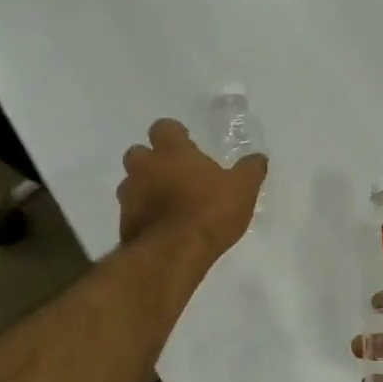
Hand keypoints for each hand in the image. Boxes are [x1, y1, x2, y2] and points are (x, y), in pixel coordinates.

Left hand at [118, 118, 266, 261]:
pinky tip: (161, 228)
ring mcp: (129, 196)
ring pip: (131, 183)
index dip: (174, 134)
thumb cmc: (209, 212)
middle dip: (152, 160)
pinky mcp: (123, 223)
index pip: (163, 127)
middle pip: (138, 153)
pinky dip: (143, 215)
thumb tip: (259, 158)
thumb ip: (250, 170)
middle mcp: (144, 167)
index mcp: (171, 151)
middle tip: (174, 174)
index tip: (187, 144)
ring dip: (144, 188)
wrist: (172, 254)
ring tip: (167, 203)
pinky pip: (131, 212)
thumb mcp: (242, 190)